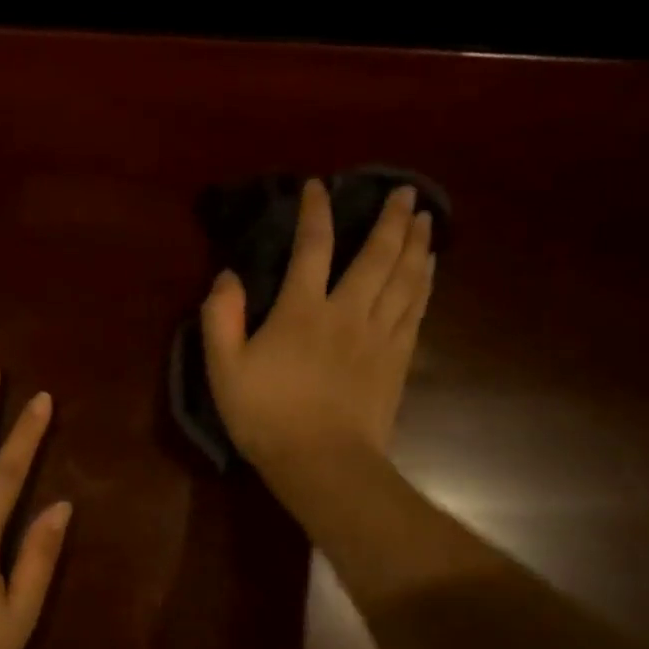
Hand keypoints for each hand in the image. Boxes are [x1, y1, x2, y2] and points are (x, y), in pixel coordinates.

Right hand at [201, 179, 434, 515]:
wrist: (322, 461)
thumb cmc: (266, 415)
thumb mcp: (223, 368)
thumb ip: (220, 317)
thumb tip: (228, 275)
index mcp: (302, 310)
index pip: (312, 248)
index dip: (315, 213)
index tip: (318, 187)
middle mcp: (347, 311)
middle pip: (376, 255)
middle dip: (390, 219)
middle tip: (404, 192)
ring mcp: (379, 334)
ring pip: (405, 277)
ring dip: (415, 244)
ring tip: (425, 219)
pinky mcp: (398, 358)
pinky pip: (416, 308)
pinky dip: (424, 281)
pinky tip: (428, 268)